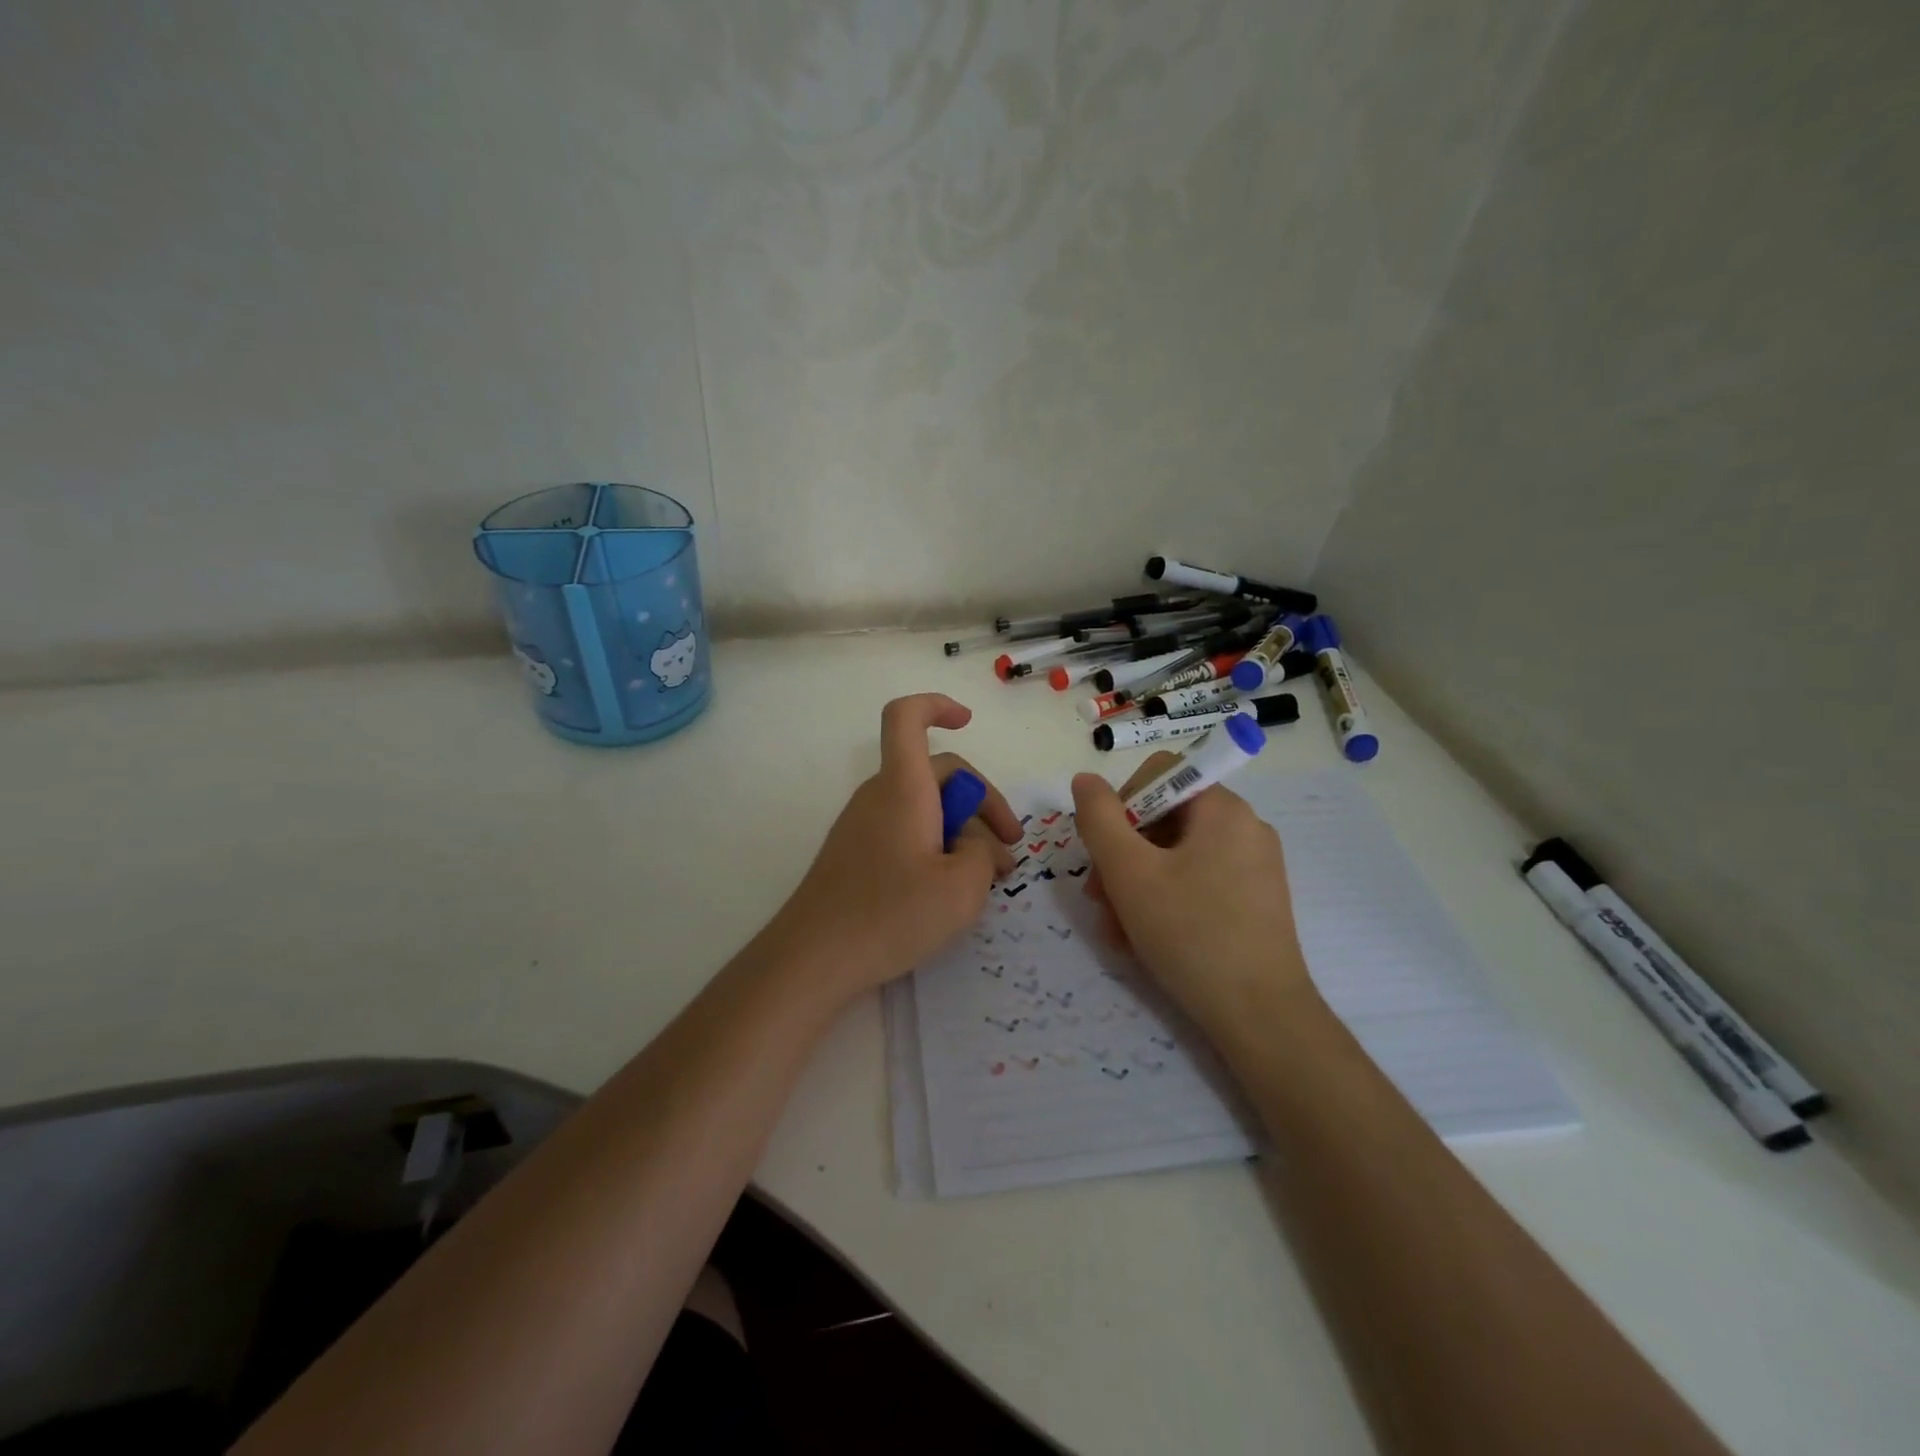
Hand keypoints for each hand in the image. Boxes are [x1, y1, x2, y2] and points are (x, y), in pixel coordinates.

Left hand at [768, 694, 1020, 1000]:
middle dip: (982, 804)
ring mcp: (863, 825)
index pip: (907, 717)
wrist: (813, 958)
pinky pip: (905, 831)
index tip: (968, 722)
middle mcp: (879, 796)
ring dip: (961, 831)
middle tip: (1009, 852)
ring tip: (986, 879)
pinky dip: (935, 846)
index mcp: (903, 788)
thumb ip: (984, 854)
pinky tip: (948, 889)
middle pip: (936, 773)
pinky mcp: (856, 854)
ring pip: (924, 807)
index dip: (937, 706)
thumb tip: (973, 845)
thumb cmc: (891, 914)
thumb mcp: (963, 888)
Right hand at [1070, 753, 1324, 1050]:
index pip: (1158, 774)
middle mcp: (1244, 826)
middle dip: (1122, 854)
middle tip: (1099, 899)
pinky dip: (1165, 900)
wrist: (1261, 1017)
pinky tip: (1143, 939)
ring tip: (1117, 930)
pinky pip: (1198, 881)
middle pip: (1164, 817)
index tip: (1104, 853)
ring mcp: (1254, 865)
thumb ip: (1099, 818)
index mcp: (1222, 808)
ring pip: (1176, 855)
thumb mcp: (1129, 873)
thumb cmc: (1190, 934)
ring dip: (1136, 884)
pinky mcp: (1255, 899)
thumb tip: (1084, 780)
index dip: (1120, 805)